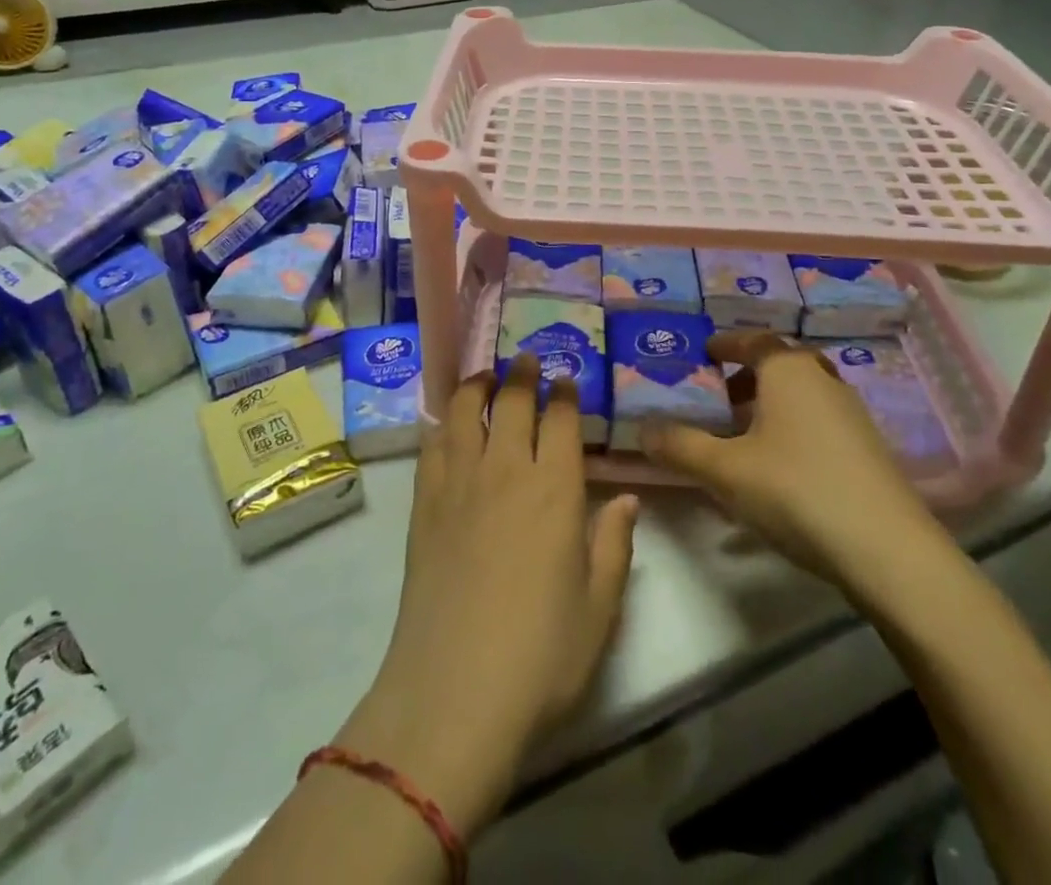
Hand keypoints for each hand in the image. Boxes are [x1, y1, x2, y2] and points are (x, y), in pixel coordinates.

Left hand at [336, 355, 638, 835]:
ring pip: (465, 411)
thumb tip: (627, 498)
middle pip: (511, 402)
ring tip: (484, 374)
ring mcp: (459, 483)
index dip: (564, 393)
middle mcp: (506, 470)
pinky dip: (441, 421)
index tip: (566, 377)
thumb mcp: (599, 607)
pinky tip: (445, 419)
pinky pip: (432, 445)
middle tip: (526, 359)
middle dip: (521, 374)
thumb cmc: (541, 655)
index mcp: (555, 490)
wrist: (455, 692)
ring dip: (476, 384)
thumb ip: (614, 545)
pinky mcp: (423, 504)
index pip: (561, 420)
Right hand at [639, 332, 946, 596]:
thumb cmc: (797, 490)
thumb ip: (680, 446)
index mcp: (788, 370)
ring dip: (770, 407)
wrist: (889, 551)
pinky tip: (778, 471)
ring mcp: (852, 416)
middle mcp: (823, 381)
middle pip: (780, 366)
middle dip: (746, 377)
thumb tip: (642, 429)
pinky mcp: (869, 451)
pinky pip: (819, 424)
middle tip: (718, 397)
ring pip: (802, 396)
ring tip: (741, 437)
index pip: (754, 340)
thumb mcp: (725, 470)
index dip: (726, 344)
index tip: (704, 353)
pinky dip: (793, 431)